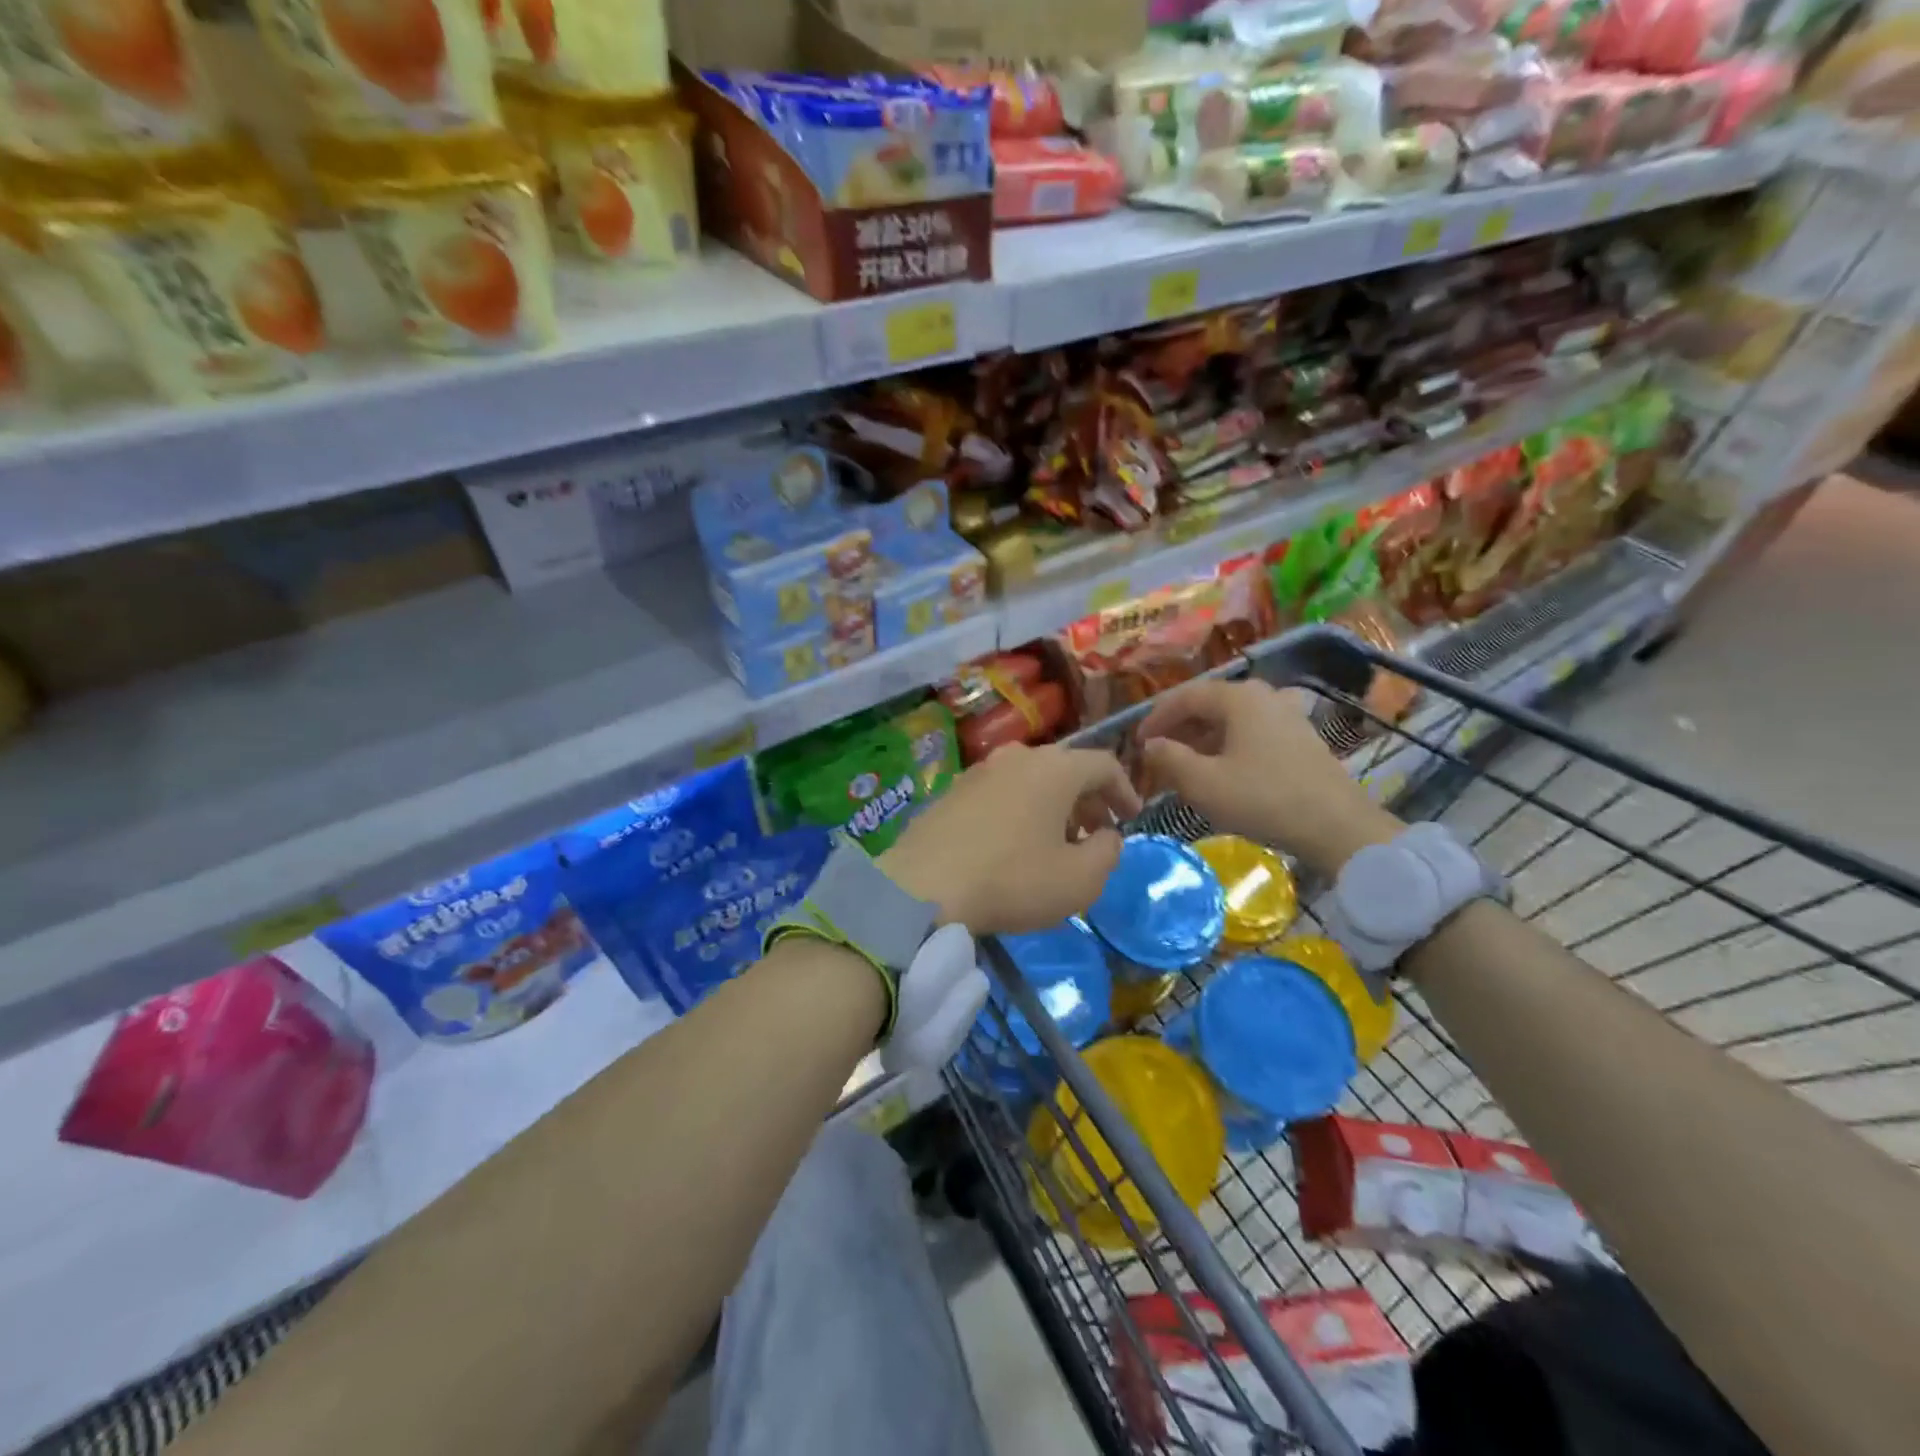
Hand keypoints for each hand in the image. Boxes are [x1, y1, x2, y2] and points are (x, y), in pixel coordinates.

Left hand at [879, 743, 1141, 935]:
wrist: (922, 887)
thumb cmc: (1012, 880)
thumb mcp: (1080, 880)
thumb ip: (1108, 852)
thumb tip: (1108, 835)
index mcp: (1055, 768)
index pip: (1104, 764)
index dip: (1125, 790)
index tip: (1132, 818)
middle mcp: (1017, 757)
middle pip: (1066, 769)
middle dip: (1088, 800)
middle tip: (1097, 834)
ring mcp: (979, 771)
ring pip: (1031, 780)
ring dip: (1053, 806)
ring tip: (1057, 843)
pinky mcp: (951, 791)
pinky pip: (1000, 793)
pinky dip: (1020, 811)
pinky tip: (1014, 845)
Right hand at [1136, 679, 1401, 876]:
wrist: (1336, 826)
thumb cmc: (1263, 799)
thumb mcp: (1203, 783)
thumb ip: (1169, 759)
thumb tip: (1150, 746)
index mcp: (1238, 697)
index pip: (1184, 697)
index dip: (1156, 718)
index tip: (1137, 743)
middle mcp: (1263, 696)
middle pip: (1209, 705)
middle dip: (1178, 729)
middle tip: (1158, 754)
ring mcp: (1286, 715)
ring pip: (1230, 720)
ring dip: (1202, 739)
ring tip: (1184, 766)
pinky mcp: (1300, 738)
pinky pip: (1251, 733)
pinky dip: (1227, 746)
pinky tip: (1221, 772)